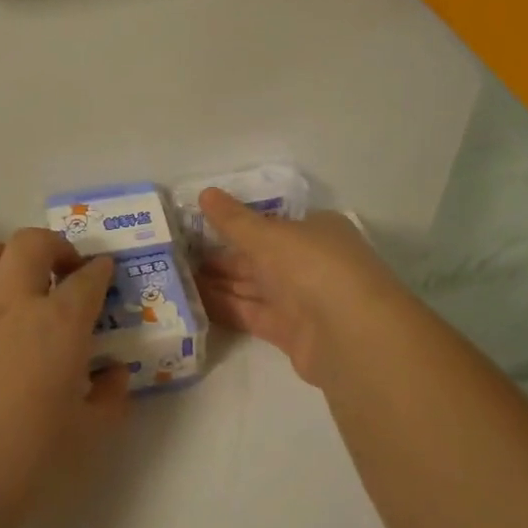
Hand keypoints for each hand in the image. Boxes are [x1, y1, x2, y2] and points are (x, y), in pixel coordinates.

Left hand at [0, 227, 129, 527]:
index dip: (100, 271)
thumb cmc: (23, 461)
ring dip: (10, 257)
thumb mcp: (85, 437)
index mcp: (58, 325)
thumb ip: (109, 399)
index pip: (87, 279)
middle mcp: (12, 303)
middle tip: (63, 270)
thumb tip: (114, 374)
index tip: (104, 272)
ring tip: (18, 283)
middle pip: (32, 242)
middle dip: (55, 246)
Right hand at [195, 188, 416, 387]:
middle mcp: (311, 263)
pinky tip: (194, 303)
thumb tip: (204, 193)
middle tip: (177, 255)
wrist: (350, 334)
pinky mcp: (291, 333)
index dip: (236, 225)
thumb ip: (234, 220)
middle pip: (260, 258)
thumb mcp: (268, 235)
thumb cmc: (313, 266)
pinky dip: (226, 308)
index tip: (199, 226)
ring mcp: (303, 300)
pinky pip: (252, 315)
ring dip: (219, 283)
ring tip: (177, 278)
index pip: (271, 225)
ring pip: (253, 287)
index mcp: (315, 231)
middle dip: (222, 257)